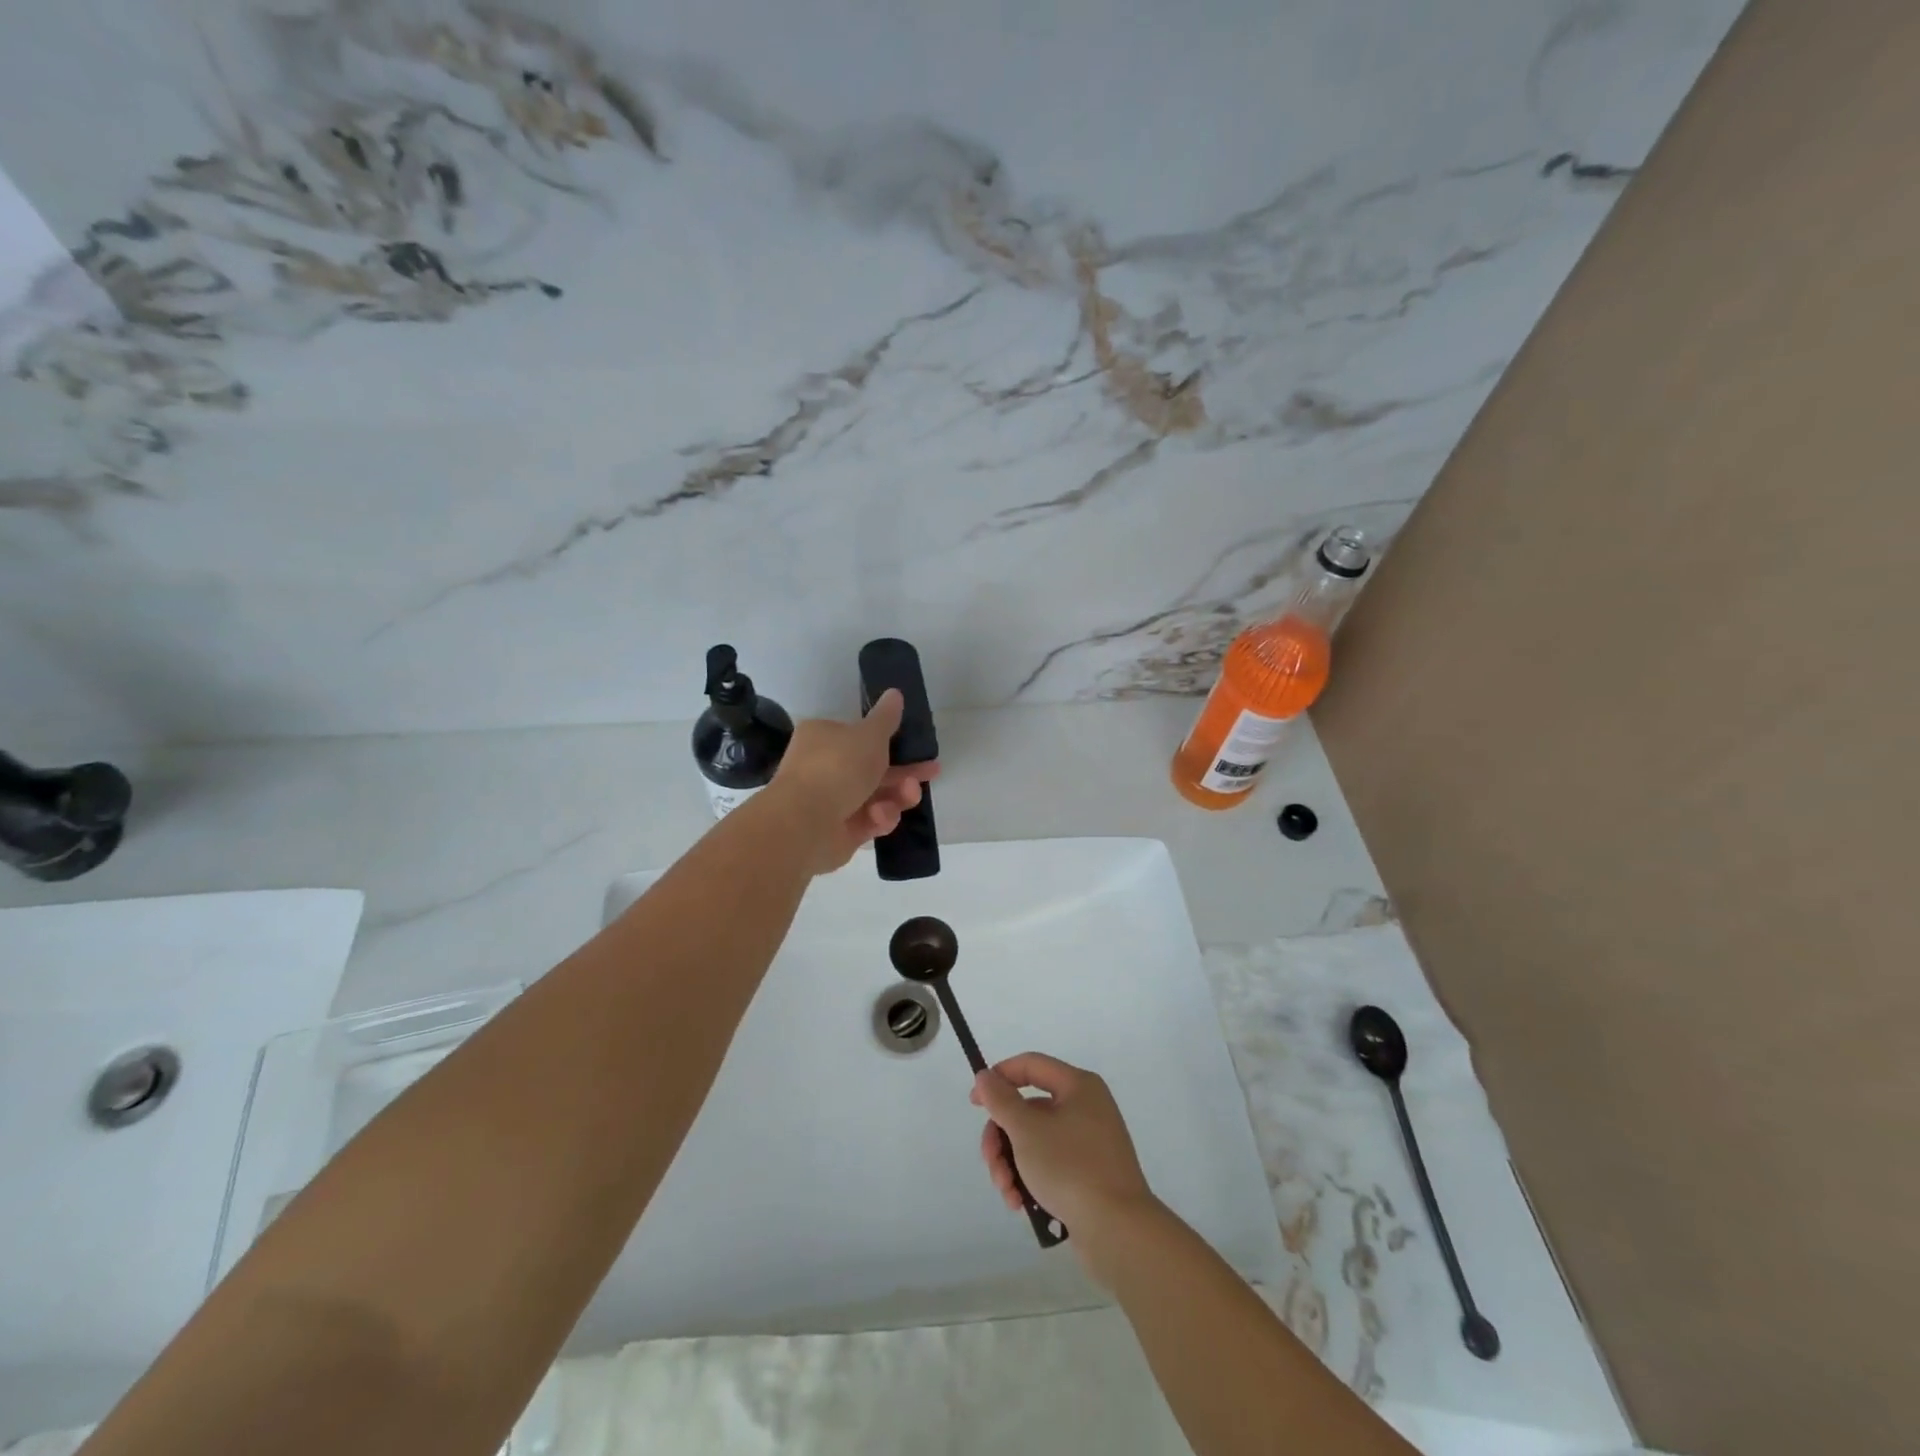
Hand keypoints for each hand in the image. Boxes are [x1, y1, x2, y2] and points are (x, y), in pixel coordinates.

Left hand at [769, 689, 939, 872]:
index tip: (915, 746)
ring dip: (897, 796)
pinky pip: (869, 821)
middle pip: (872, 768)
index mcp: (823, 737)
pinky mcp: (840, 832)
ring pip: (876, 797)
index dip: (888, 740)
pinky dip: (879, 818)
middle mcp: (824, 767)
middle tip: (931, 772)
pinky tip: (880, 817)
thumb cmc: (838, 767)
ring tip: (910, 795)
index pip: (857, 735)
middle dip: (904, 772)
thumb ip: (887, 718)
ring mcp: (831, 802)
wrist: (807, 823)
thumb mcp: (870, 735)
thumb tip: (895, 693)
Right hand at [972, 1053, 1160, 1286]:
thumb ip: (1001, 1100)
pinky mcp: (1090, 1174)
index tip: (974, 1103)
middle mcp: (1087, 1108)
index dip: (999, 1077)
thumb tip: (985, 1076)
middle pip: (1029, 1109)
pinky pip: (1051, 1164)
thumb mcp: (1027, 1129)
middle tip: (991, 1164)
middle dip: (1002, 1138)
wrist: (1118, 1231)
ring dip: (1012, 1164)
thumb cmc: (1070, 1168)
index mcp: (1078, 1086)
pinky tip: (1021, 1204)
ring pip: (1036, 1140)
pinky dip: (1031, 1179)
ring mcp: (1090, 1143)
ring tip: (1007, 1193)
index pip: (1031, 1065)